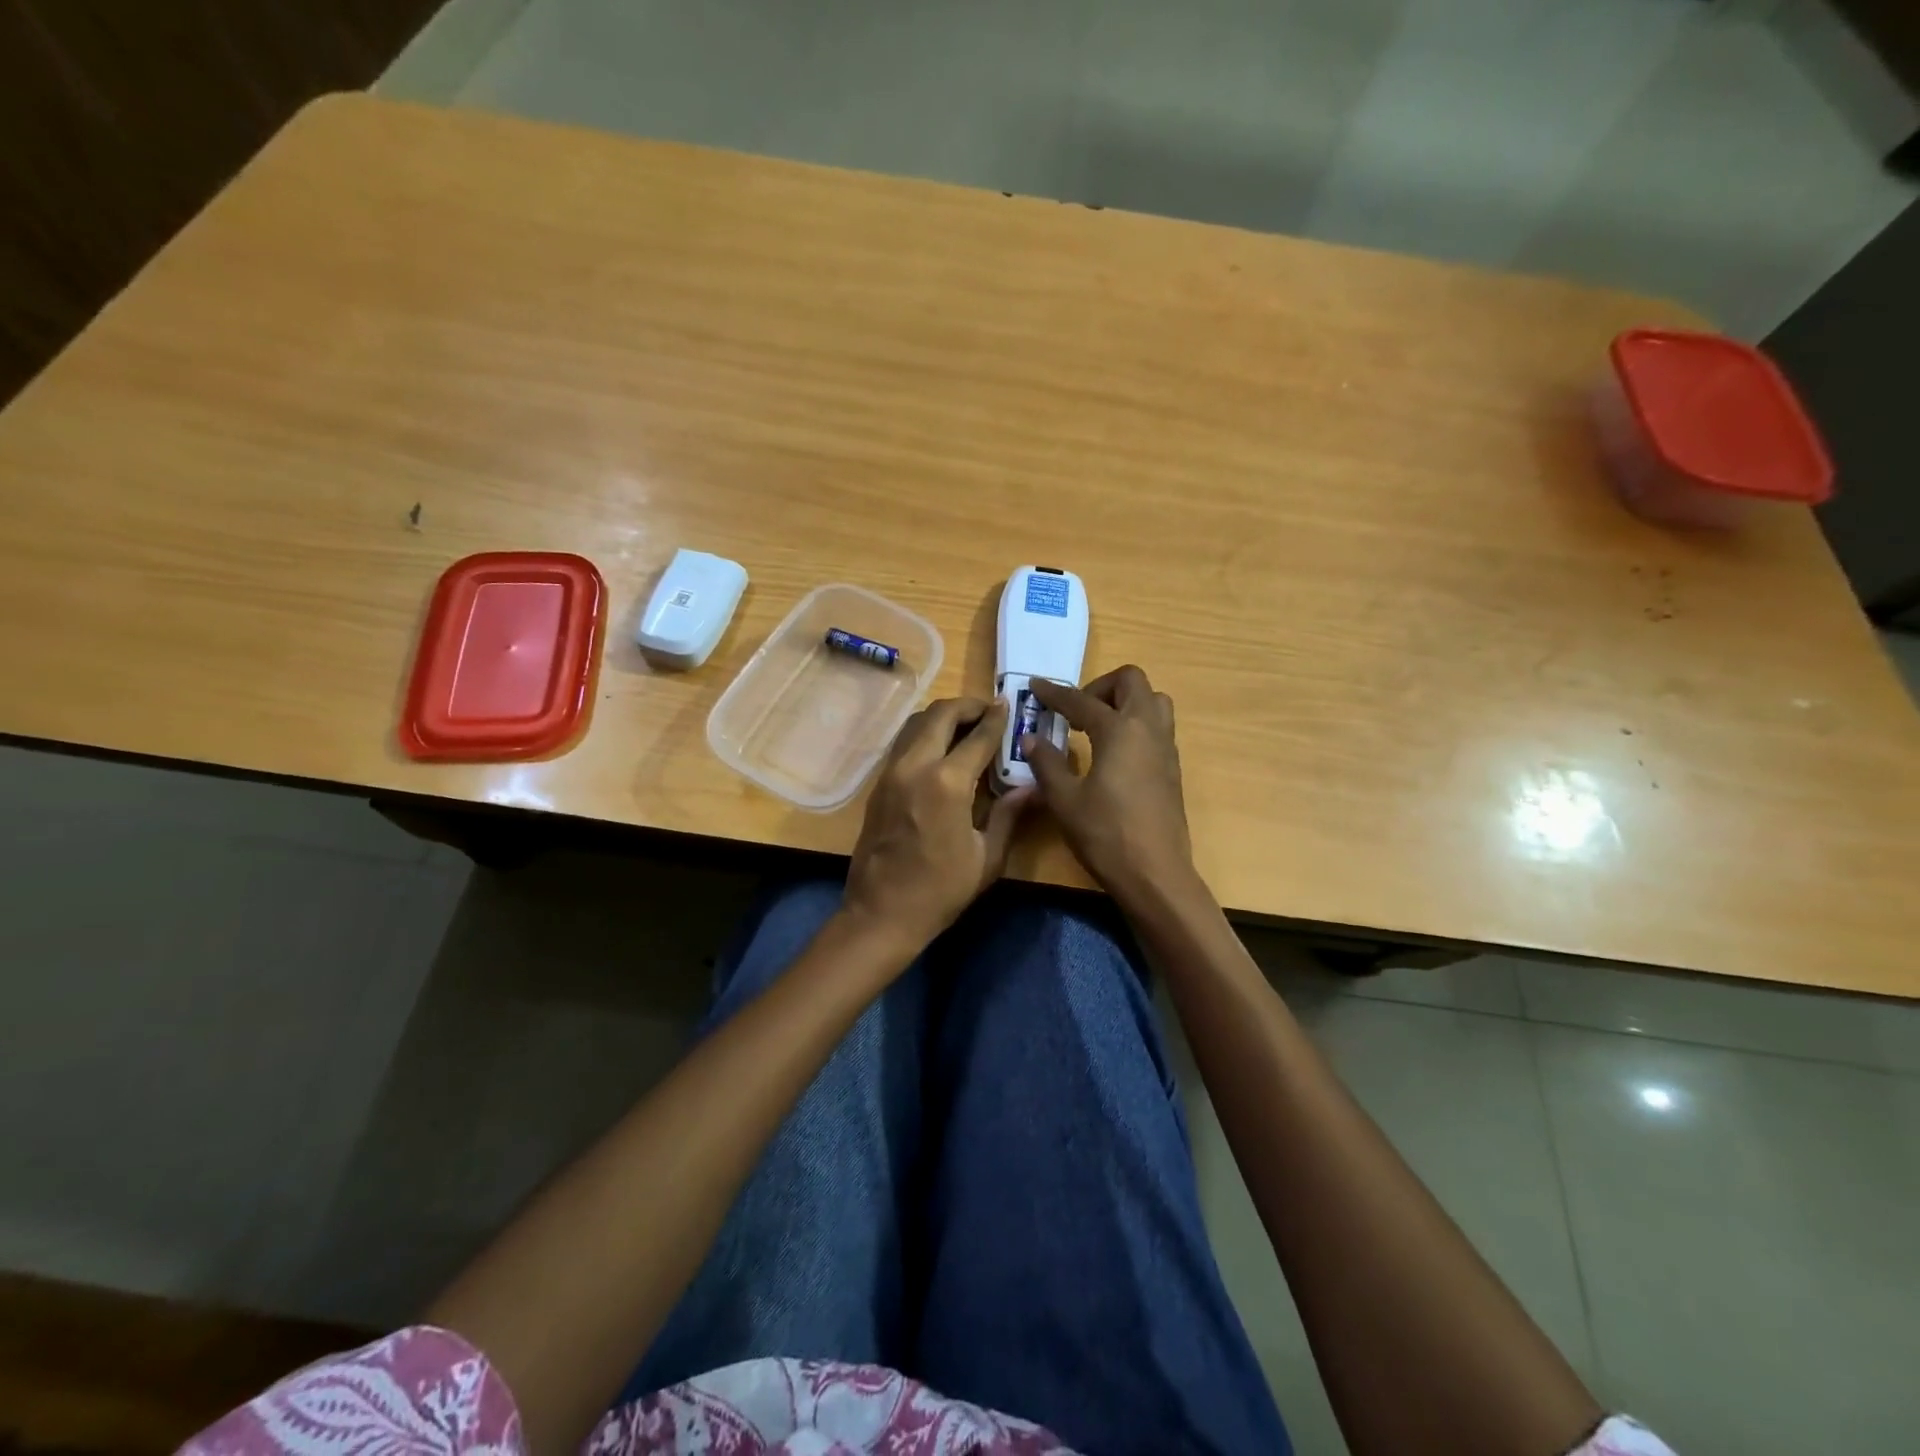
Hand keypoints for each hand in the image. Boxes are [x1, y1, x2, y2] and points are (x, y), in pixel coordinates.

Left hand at [843, 697, 1031, 951]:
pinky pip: (903, 743)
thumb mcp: (987, 857)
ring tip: (966, 727)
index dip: (997, 719)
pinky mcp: (879, 784)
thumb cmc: (941, 890)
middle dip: (967, 706)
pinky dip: (924, 734)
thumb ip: (1008, 814)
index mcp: (947, 782)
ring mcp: (891, 772)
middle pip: (940, 715)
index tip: (1008, 706)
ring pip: (916, 723)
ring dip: (942, 717)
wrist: (881, 913)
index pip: (978, 736)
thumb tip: (1033, 787)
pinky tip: (941, 751)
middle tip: (988, 712)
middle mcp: (915, 766)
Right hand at [1025, 667, 1195, 902]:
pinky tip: (1113, 753)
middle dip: (1100, 687)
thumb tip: (1031, 739)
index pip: (1081, 700)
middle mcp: (1148, 729)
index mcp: (1119, 731)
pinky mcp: (1172, 768)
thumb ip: (1047, 763)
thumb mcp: (1064, 800)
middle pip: (1132, 681)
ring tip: (1097, 727)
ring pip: (1153, 701)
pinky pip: (1158, 727)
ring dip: (1125, 702)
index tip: (1035, 687)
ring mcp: (1166, 748)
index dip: (1055, 693)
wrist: (1155, 874)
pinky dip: (1136, 724)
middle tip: (1076, 712)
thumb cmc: (1105, 835)